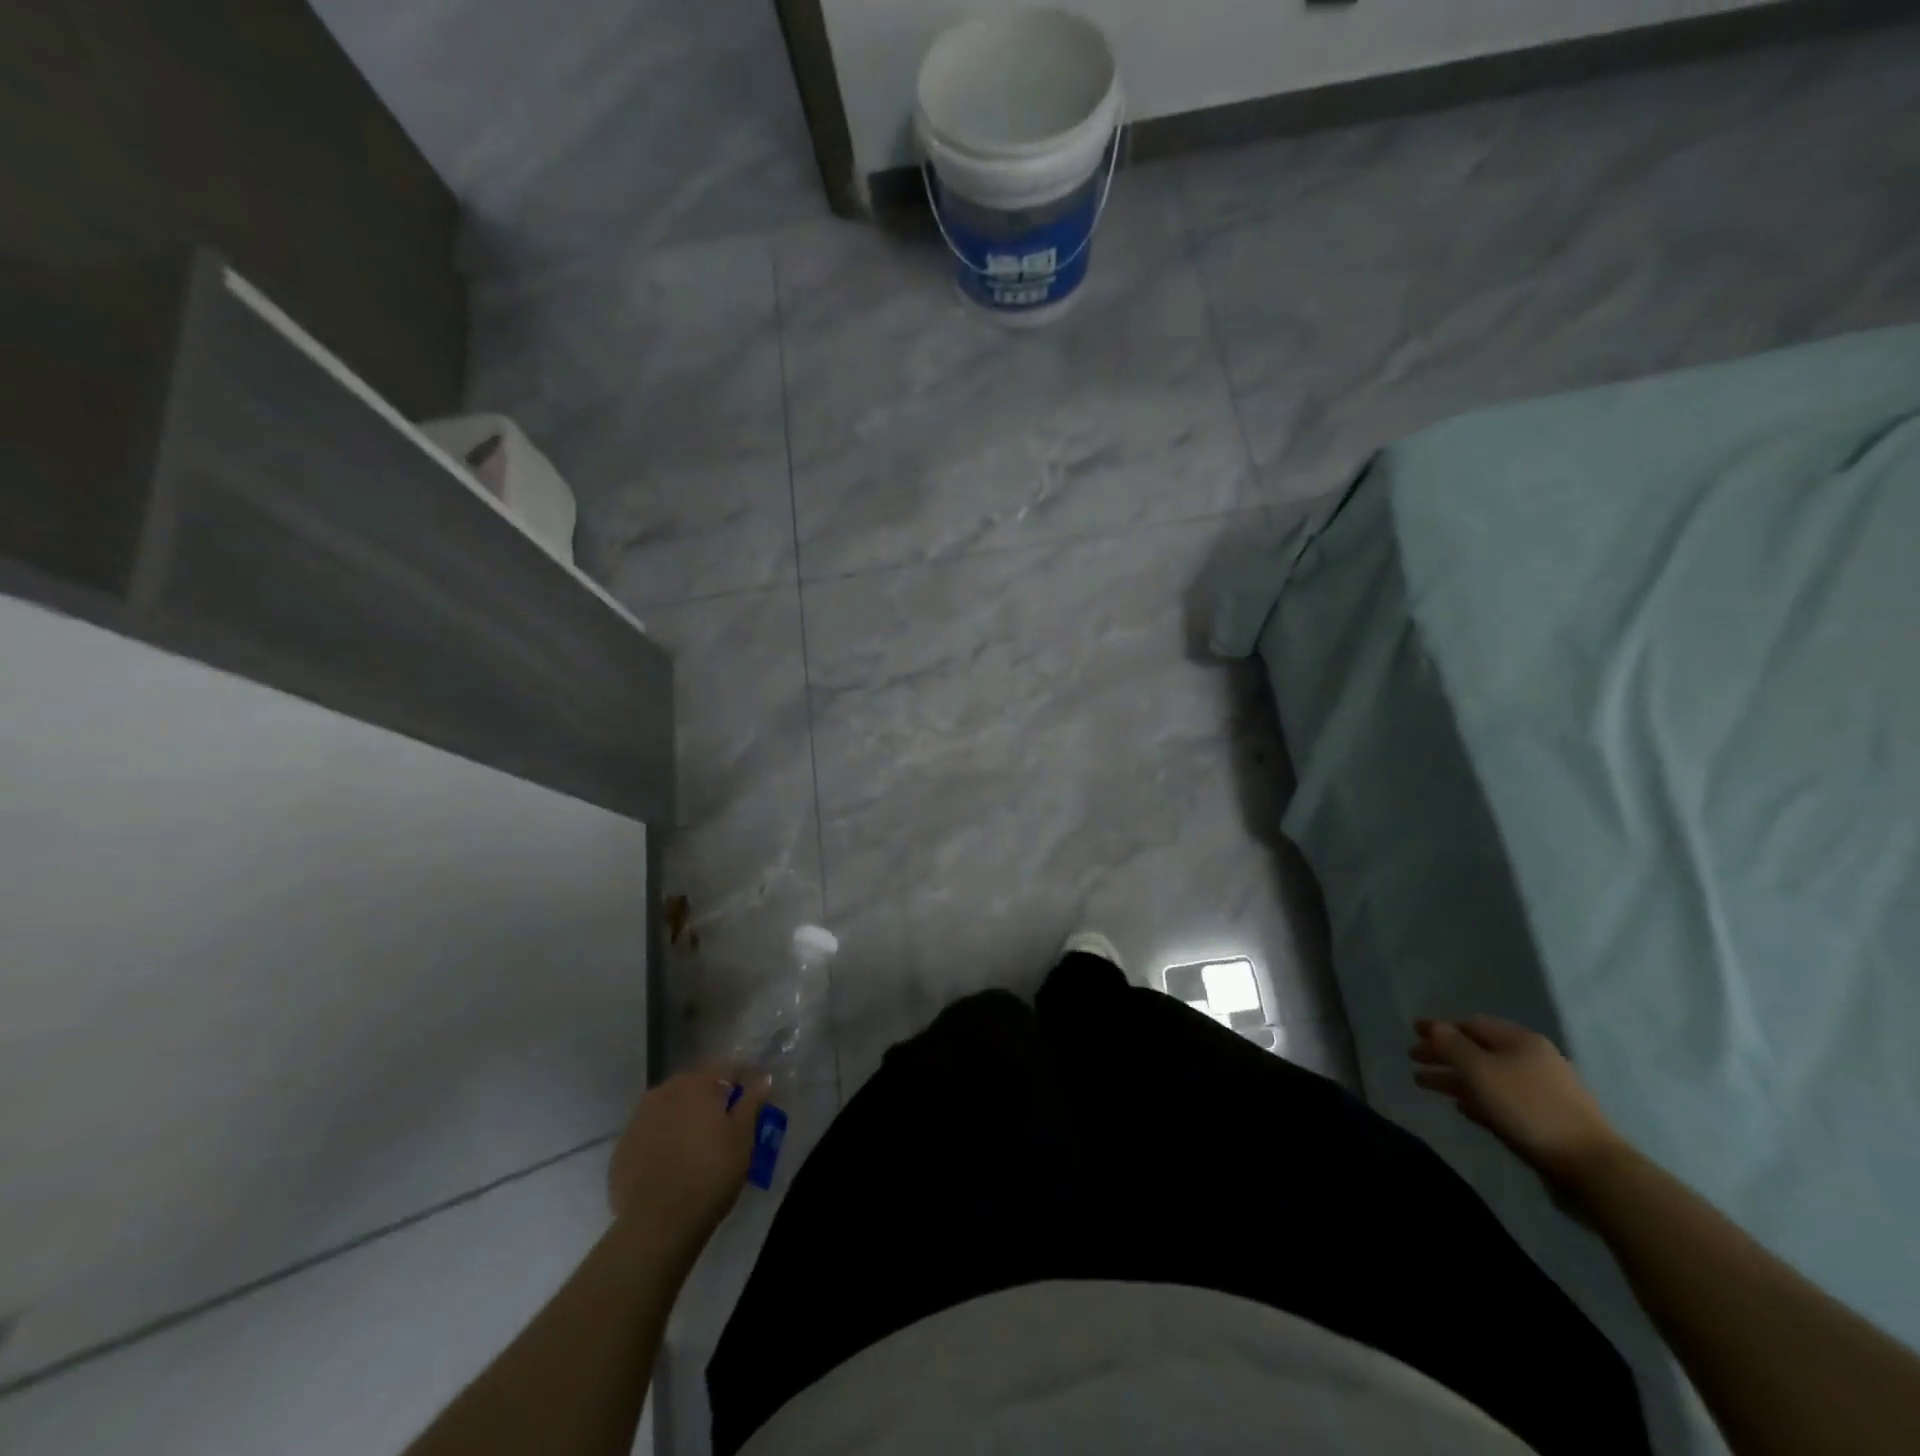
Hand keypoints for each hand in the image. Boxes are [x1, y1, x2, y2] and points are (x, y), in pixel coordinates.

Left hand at [607, 1058, 771, 1254]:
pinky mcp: (621, 1150)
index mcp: (697, 1084)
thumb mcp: (743, 1137)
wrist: (657, 1224)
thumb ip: (752, 1102)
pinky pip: (650, 1135)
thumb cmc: (710, 1173)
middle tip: (726, 1121)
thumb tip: (763, 1078)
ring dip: (684, 1117)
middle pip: (694, 1085)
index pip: (727, 1068)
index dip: (743, 1078)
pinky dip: (662, 1140)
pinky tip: (672, 1164)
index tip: (754, 1094)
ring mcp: (637, 1120)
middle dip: (711, 1097)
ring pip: (669, 1108)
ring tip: (697, 1143)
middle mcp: (664, 1092)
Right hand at [1409, 1017, 1625, 1188]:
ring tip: (1426, 1085)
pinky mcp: (1546, 1119)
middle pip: (1478, 1050)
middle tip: (1414, 1060)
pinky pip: (1502, 1099)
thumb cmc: (1528, 1108)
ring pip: (1488, 1077)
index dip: (1439, 1027)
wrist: (1591, 1167)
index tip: (1412, 1032)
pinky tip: (1463, 1107)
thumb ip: (1452, 1046)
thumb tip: (1434, 1028)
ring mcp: (1542, 1091)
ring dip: (1456, 1078)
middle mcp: (1533, 1059)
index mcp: (1520, 1041)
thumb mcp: (1480, 1071)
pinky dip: (1478, 1098)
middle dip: (1444, 1054)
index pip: (1471, 1024)